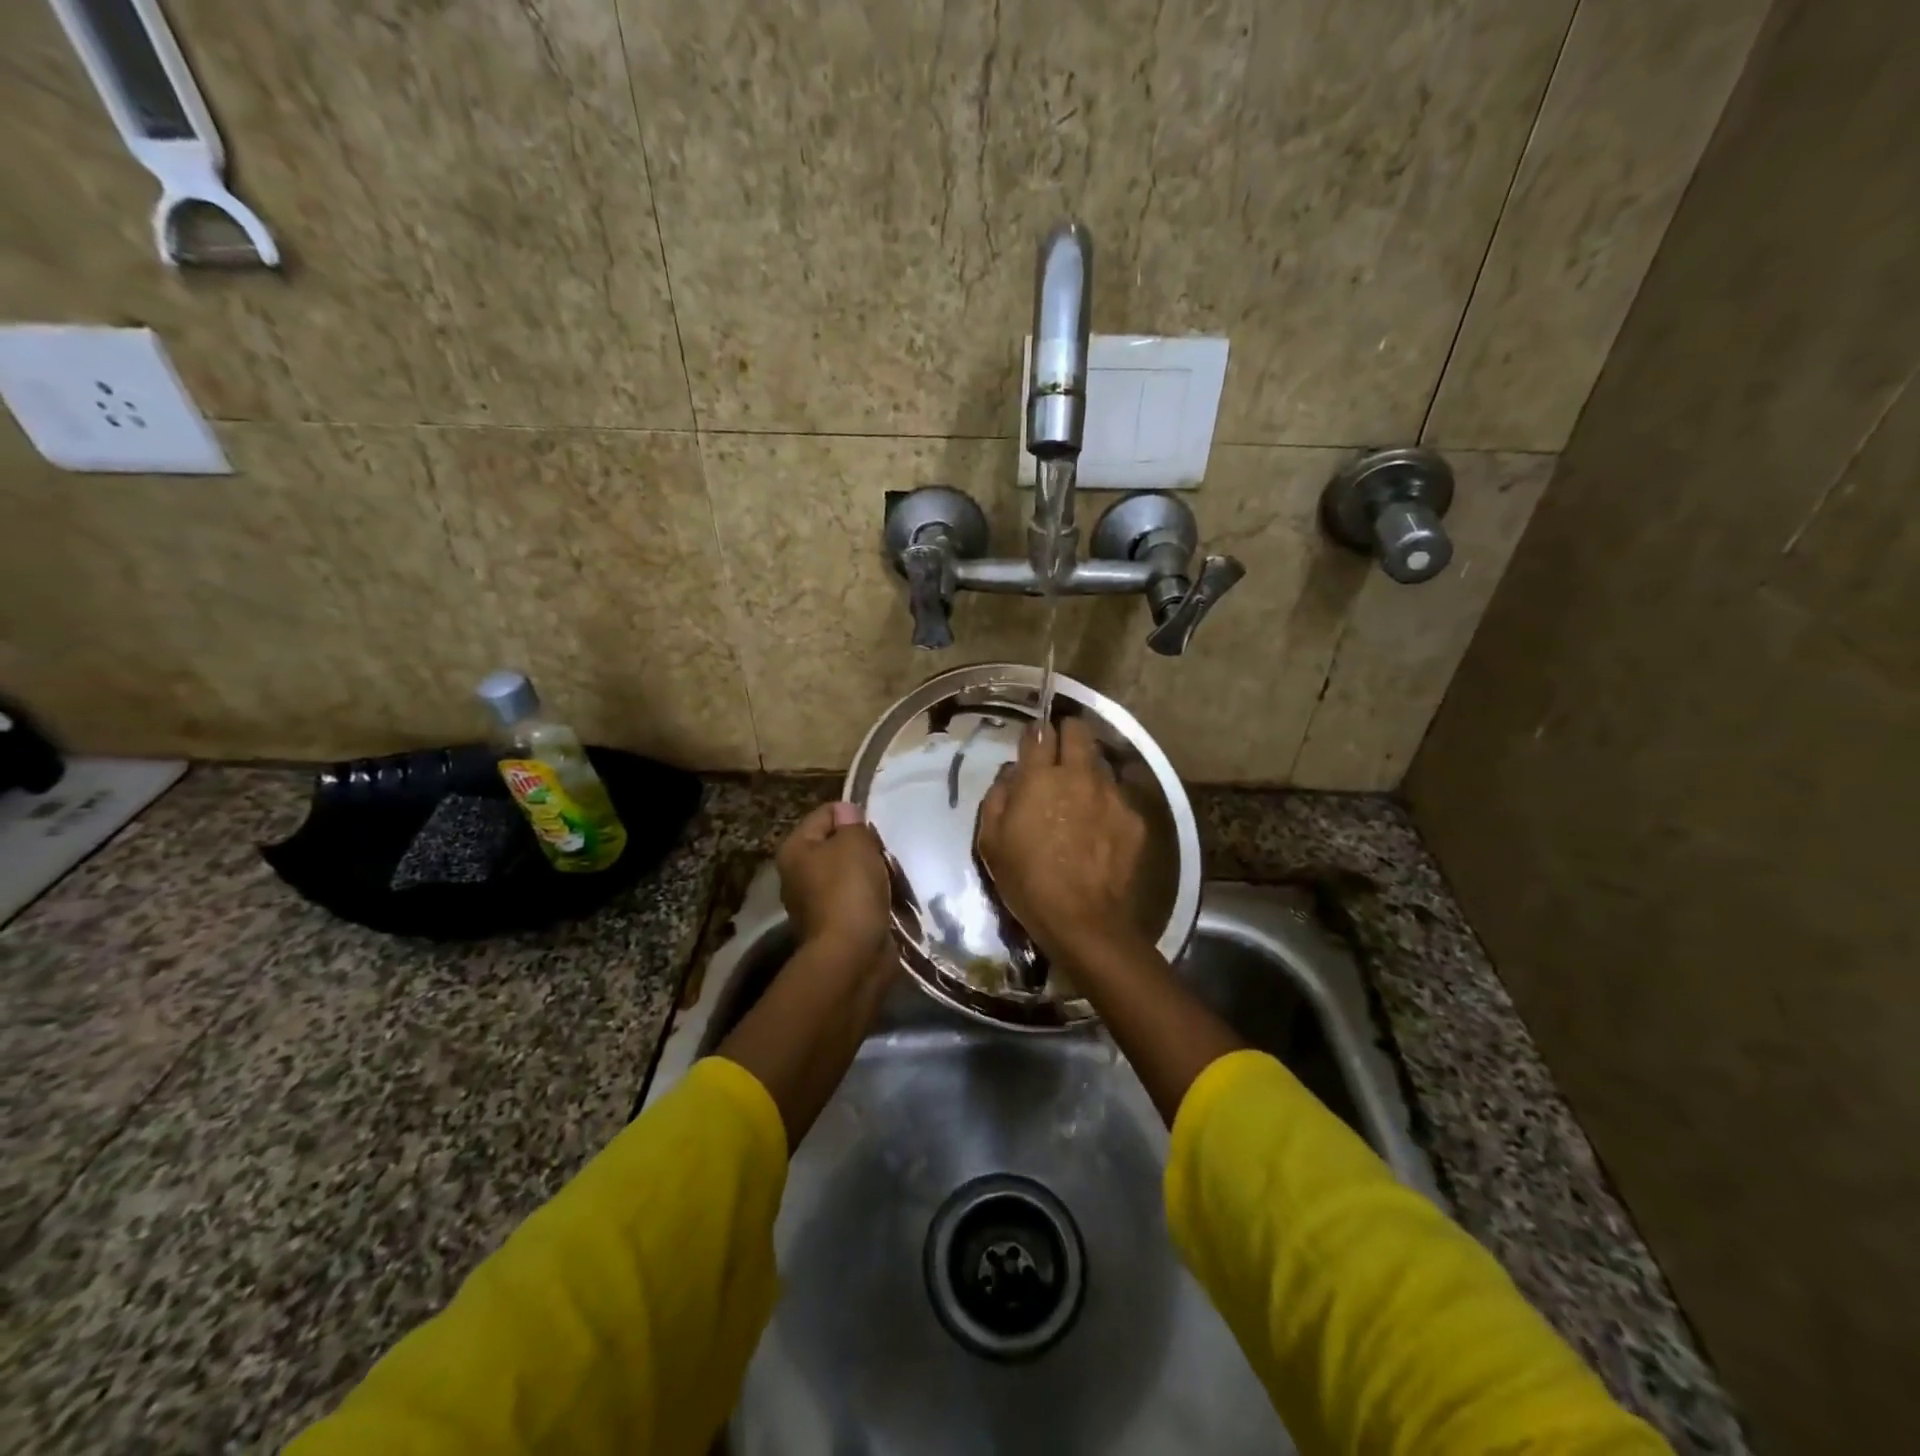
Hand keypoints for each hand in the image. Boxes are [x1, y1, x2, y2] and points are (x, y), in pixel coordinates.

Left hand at [776, 801, 892, 959]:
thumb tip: (847, 813)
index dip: (854, 816)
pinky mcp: (834, 925)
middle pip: (838, 845)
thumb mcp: (855, 843)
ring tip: (892, 877)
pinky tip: (889, 899)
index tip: (875, 832)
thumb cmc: (849, 890)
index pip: (826, 813)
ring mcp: (814, 903)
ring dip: (872, 873)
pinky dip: (873, 898)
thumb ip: (852, 822)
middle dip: (865, 847)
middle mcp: (798, 874)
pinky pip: (858, 899)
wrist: (852, 955)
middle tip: (884, 855)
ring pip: (850, 873)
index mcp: (794, 849)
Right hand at [978, 717, 1148, 965]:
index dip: (1035, 733)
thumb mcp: (992, 841)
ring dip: (1088, 769)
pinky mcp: (1133, 818)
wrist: (1082, 919)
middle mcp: (1079, 775)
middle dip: (1068, 732)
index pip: (1040, 732)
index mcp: (1040, 778)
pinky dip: (1106, 802)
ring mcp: (1111, 795)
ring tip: (1081, 793)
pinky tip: (1099, 824)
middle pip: (1079, 730)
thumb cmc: (1027, 880)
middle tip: (1060, 753)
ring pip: (1101, 762)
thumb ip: (998, 797)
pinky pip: (1118, 796)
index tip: (1033, 742)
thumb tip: (1011, 774)